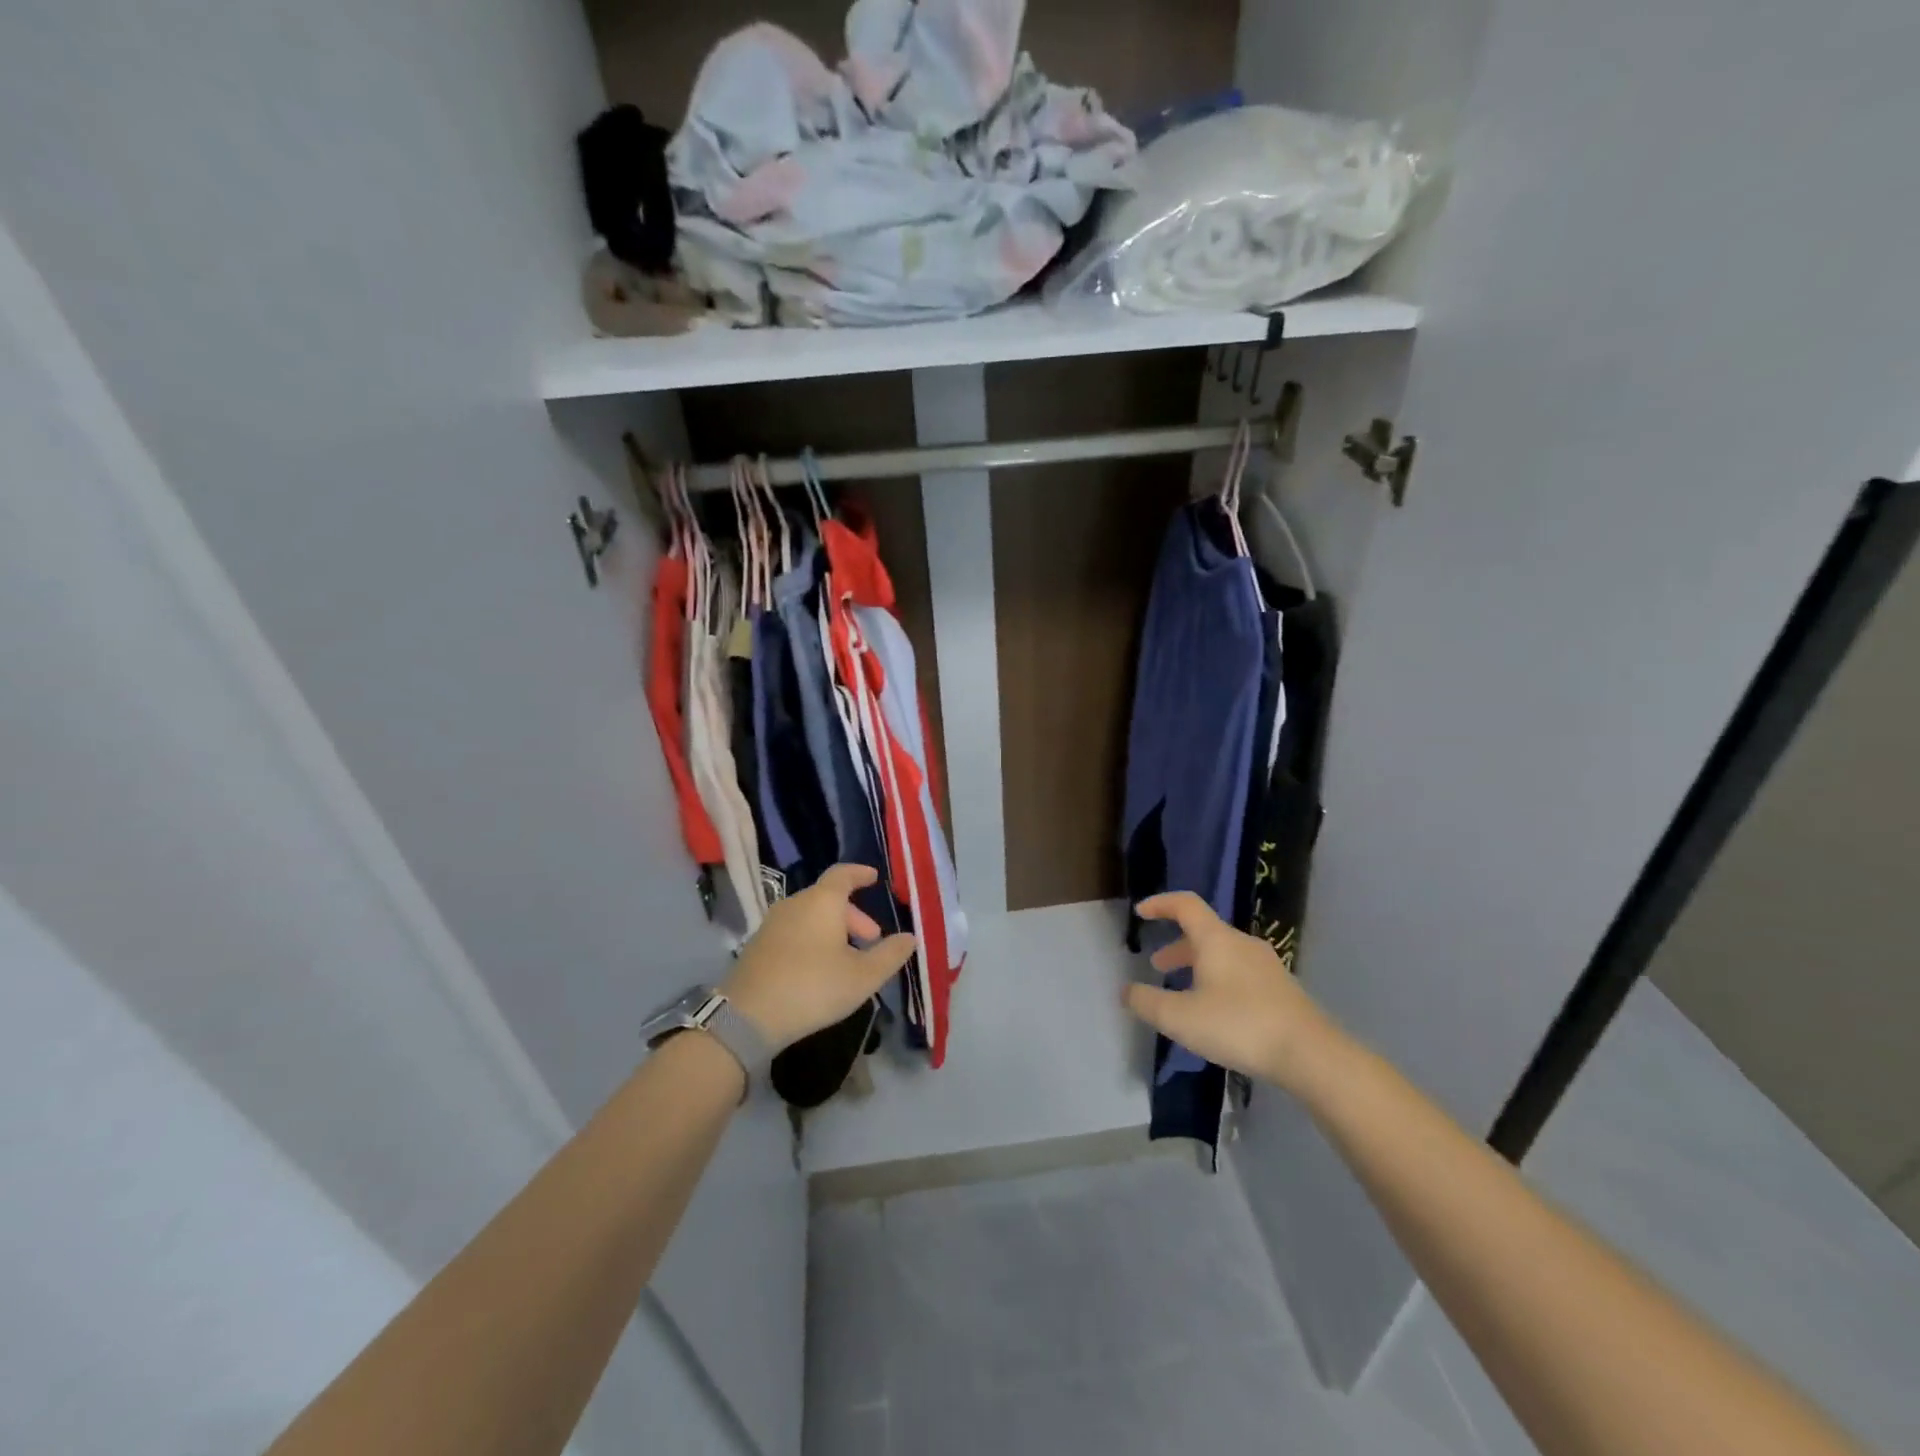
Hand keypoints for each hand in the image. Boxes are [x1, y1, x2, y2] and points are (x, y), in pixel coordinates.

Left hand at [721, 864, 916, 1051]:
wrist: (748, 1016)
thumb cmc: (813, 988)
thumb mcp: (863, 976)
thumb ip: (890, 955)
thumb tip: (909, 938)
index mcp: (822, 901)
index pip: (843, 874)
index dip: (860, 874)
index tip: (874, 878)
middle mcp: (795, 903)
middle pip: (828, 898)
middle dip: (853, 915)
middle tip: (871, 939)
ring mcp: (772, 923)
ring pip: (810, 915)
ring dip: (832, 929)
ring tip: (847, 957)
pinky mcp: (758, 945)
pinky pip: (793, 930)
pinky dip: (812, 939)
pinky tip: (818, 968)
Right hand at [1122, 891, 1338, 1092]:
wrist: (1310, 1054)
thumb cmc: (1239, 1025)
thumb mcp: (1180, 1018)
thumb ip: (1147, 1002)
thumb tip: (1126, 990)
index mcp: (1216, 939)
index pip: (1185, 905)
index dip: (1161, 904)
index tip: (1141, 912)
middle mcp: (1242, 944)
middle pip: (1204, 932)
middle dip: (1176, 946)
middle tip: (1158, 966)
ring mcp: (1266, 965)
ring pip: (1223, 954)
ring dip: (1198, 965)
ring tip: (1185, 992)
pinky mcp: (1281, 989)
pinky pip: (1240, 972)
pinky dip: (1219, 980)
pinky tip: (1218, 1011)